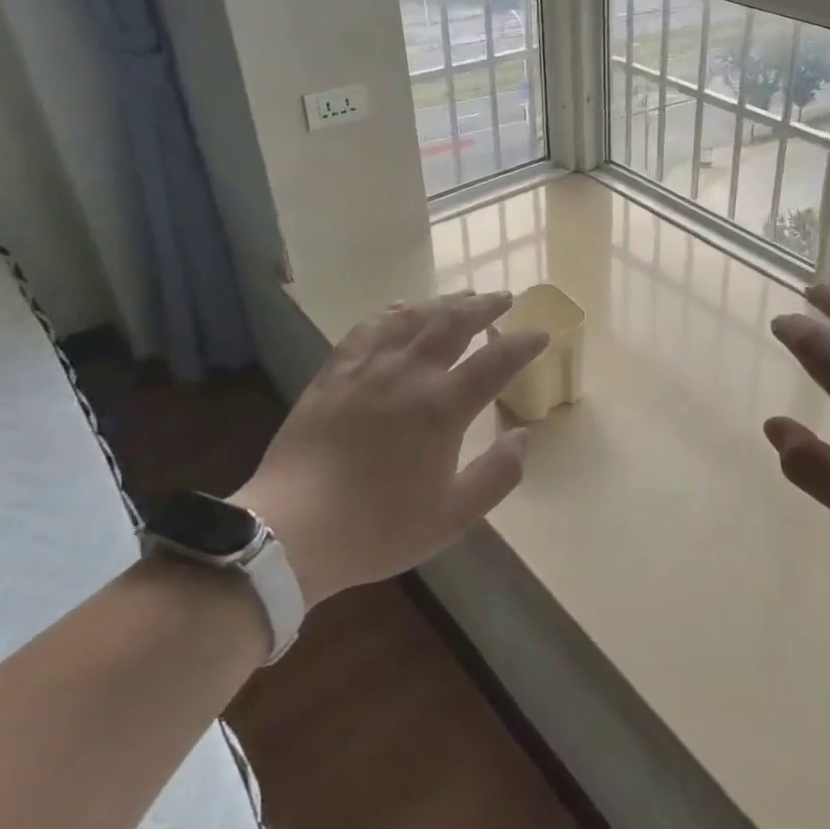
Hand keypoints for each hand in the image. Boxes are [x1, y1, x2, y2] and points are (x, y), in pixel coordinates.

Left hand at [231, 291, 547, 606]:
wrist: (288, 531)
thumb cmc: (377, 528)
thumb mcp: (452, 516)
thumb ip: (497, 475)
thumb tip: (524, 436)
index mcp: (443, 407)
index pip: (495, 361)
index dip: (523, 344)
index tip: (541, 333)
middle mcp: (409, 375)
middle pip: (454, 324)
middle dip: (485, 307)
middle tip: (505, 298)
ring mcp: (368, 369)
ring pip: (413, 318)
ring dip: (444, 302)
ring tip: (463, 297)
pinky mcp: (334, 373)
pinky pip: (368, 329)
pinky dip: (392, 313)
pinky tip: (401, 309)